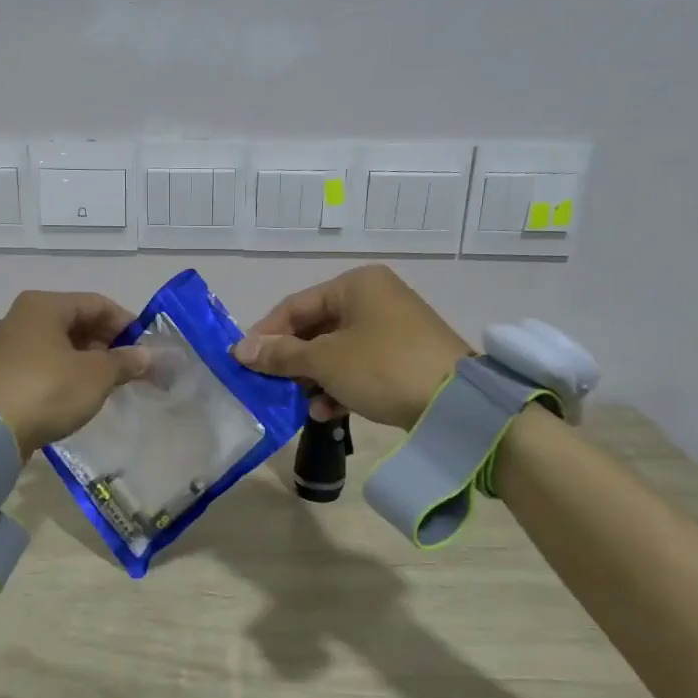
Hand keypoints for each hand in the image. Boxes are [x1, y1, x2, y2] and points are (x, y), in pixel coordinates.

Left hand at [0, 291, 149, 453]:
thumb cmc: (48, 390)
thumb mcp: (96, 375)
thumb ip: (124, 361)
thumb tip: (144, 355)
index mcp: (44, 305)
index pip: (97, 303)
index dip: (127, 324)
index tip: (147, 349)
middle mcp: (21, 317)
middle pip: (76, 322)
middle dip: (107, 343)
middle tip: (131, 368)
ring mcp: (5, 346)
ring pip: (58, 344)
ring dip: (88, 359)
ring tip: (109, 383)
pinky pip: (42, 364)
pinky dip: (65, 372)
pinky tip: (79, 393)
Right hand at [233, 265, 471, 427]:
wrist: (456, 402)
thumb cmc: (382, 367)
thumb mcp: (325, 361)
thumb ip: (281, 354)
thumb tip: (240, 350)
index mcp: (356, 285)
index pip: (296, 305)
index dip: (266, 334)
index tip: (243, 362)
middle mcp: (375, 298)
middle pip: (316, 328)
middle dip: (292, 360)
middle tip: (269, 385)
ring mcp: (393, 328)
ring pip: (337, 351)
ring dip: (313, 378)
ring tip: (298, 403)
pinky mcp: (405, 358)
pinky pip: (360, 366)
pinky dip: (340, 386)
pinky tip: (327, 412)